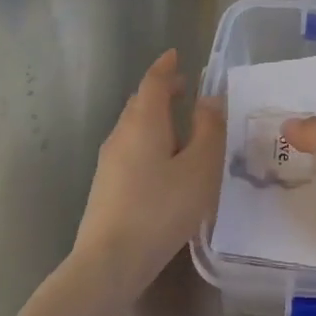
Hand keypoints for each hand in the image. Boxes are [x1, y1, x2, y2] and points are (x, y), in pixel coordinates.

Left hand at [75, 51, 226, 294]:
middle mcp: (121, 134)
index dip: (165, 67)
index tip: (176, 55)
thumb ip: (209, 131)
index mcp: (144, 122)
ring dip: (155, 117)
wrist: (110, 260)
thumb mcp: (199, 168)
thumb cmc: (161, 209)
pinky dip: (149, 140)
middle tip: (184, 89)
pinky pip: (130, 148)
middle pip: (140, 102)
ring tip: (180, 126)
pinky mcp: (106, 185)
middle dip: (161, 91)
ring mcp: (109, 161)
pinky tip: (163, 163)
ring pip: (133, 126)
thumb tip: (210, 100)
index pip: (153, 82)